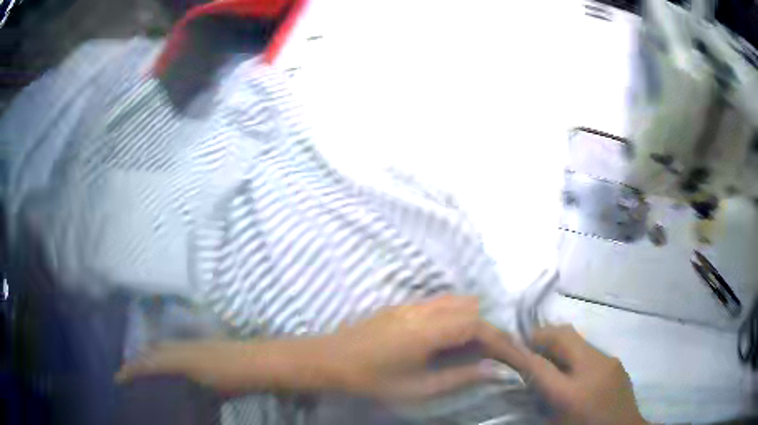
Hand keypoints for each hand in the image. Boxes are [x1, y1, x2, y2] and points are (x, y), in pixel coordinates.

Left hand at [330, 295, 511, 401]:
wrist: (328, 360)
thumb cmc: (372, 380)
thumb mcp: (417, 387)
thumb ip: (459, 377)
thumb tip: (492, 370)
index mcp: (428, 330)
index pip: (477, 326)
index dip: (499, 340)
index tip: (512, 354)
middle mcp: (423, 310)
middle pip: (470, 308)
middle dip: (487, 329)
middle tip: (493, 354)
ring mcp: (410, 305)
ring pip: (455, 302)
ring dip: (471, 320)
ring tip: (473, 347)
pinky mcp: (401, 306)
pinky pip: (438, 303)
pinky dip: (454, 316)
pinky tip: (448, 338)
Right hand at [500, 325, 646, 424]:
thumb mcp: (555, 423)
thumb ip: (539, 401)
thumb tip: (526, 380)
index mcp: (572, 394)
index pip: (538, 365)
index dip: (519, 352)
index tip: (505, 343)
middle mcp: (592, 369)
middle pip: (563, 335)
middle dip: (541, 335)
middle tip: (527, 344)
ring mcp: (608, 361)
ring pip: (577, 339)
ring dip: (558, 343)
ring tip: (548, 356)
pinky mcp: (615, 361)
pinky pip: (589, 349)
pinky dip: (574, 353)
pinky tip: (572, 368)